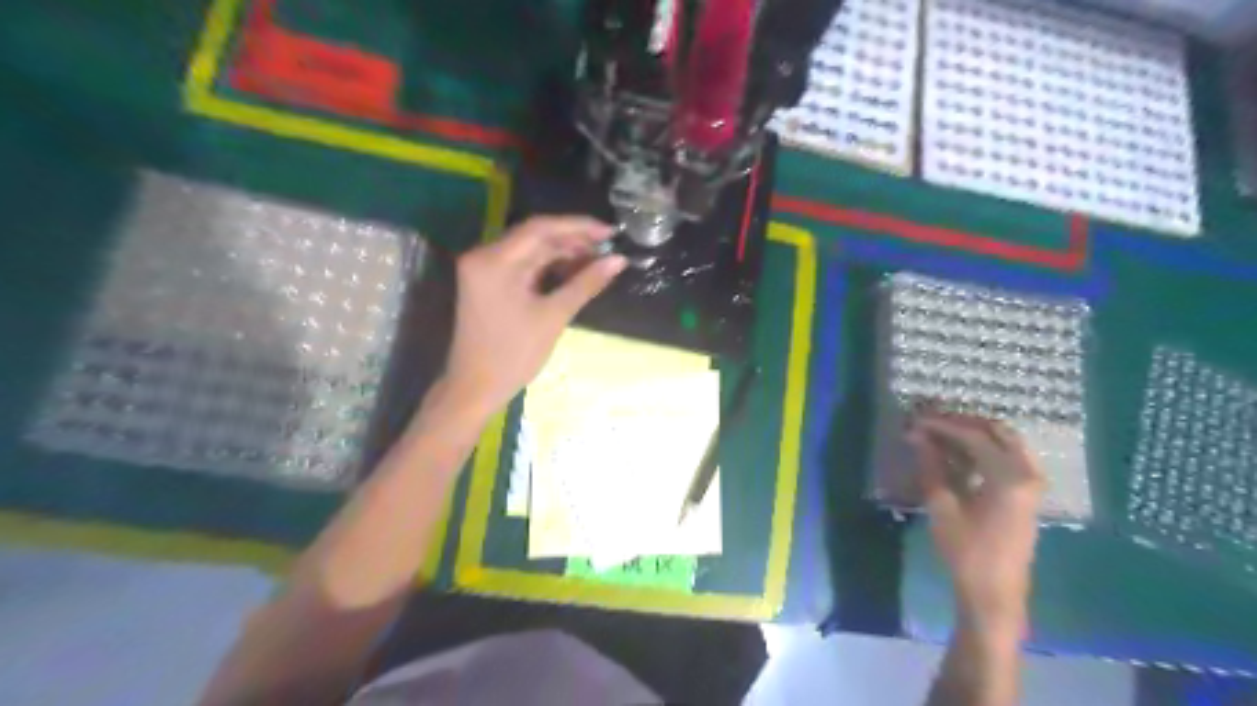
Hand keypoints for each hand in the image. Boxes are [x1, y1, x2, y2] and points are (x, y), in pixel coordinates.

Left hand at [439, 214, 623, 419]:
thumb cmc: (514, 355)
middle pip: (535, 236)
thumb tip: (619, 260)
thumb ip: (586, 283)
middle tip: (608, 250)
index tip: (610, 231)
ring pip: (530, 250)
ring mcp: (483, 268)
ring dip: (563, 254)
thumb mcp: (554, 316)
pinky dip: (548, 267)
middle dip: (573, 241)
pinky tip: (574, 272)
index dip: (579, 226)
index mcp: (494, 260)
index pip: (540, 228)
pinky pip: (523, 265)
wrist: (475, 388)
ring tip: (597, 261)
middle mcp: (484, 255)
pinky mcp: (488, 282)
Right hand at [911, 411, 1046, 629]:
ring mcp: (1031, 483)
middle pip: (995, 431)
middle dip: (961, 422)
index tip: (914, 419)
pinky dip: (982, 448)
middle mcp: (1027, 473)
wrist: (994, 593)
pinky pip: (1007, 456)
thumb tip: (916, 435)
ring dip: (972, 433)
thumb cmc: (966, 551)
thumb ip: (931, 465)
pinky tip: (956, 453)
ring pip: (1003, 441)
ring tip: (939, 434)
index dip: (941, 424)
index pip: (972, 436)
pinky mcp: (1027, 493)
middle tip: (929, 422)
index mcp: (1009, 477)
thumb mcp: (942, 506)